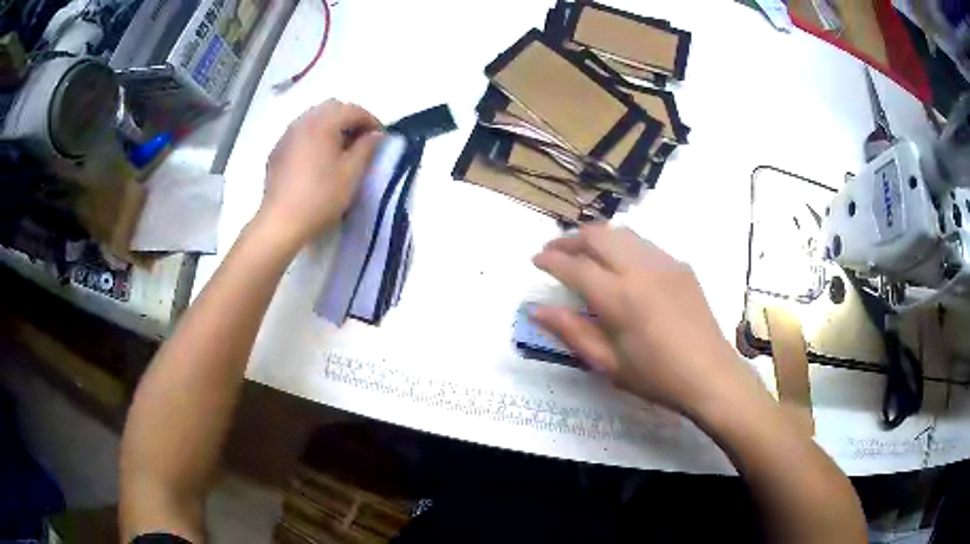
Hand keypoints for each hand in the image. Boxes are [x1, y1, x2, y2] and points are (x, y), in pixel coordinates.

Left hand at [257, 99, 383, 248]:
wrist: (280, 222)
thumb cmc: (320, 197)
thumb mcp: (351, 174)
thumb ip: (367, 148)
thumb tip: (377, 135)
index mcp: (323, 123)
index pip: (353, 110)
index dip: (372, 121)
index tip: (381, 139)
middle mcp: (303, 121)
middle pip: (332, 108)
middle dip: (350, 119)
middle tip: (361, 141)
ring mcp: (287, 135)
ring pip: (314, 118)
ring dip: (331, 126)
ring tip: (340, 149)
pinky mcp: (277, 150)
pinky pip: (300, 133)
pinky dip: (314, 136)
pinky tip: (318, 158)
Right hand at [531, 224, 763, 417]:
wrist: (710, 375)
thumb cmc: (656, 376)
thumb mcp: (607, 362)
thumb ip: (571, 331)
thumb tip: (536, 309)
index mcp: (619, 297)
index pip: (575, 267)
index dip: (551, 261)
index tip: (535, 260)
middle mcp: (641, 269)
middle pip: (598, 236)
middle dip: (570, 239)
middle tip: (554, 251)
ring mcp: (664, 263)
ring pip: (622, 233)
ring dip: (596, 237)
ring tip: (582, 252)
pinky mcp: (681, 265)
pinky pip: (643, 244)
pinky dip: (621, 245)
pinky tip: (619, 264)